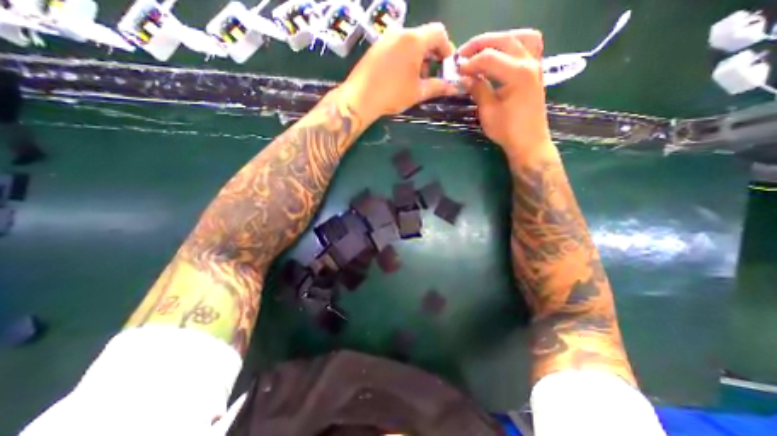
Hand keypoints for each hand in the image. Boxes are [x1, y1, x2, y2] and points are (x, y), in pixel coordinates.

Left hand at [341, 22, 458, 122]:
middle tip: (432, 76)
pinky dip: (406, 58)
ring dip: (419, 58)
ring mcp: (386, 38)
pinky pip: (397, 47)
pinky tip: (402, 76)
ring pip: (410, 43)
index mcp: (414, 40)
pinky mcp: (377, 47)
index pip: (439, 32)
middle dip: (432, 55)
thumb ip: (438, 87)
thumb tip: (454, 88)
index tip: (446, 66)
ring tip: (416, 79)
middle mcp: (400, 32)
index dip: (447, 48)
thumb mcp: (418, 92)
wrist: (360, 98)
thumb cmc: (392, 94)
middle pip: (424, 37)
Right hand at [456, 29, 548, 155]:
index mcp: (517, 74)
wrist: (529, 142)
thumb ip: (478, 89)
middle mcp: (530, 63)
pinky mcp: (536, 71)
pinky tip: (500, 55)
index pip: (489, 58)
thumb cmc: (507, 130)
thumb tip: (465, 77)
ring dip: (499, 40)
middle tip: (462, 54)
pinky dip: (513, 44)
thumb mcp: (488, 111)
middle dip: (480, 44)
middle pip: (504, 40)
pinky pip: (528, 46)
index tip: (456, 70)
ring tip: (482, 51)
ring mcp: (536, 65)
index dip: (470, 62)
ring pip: (520, 37)